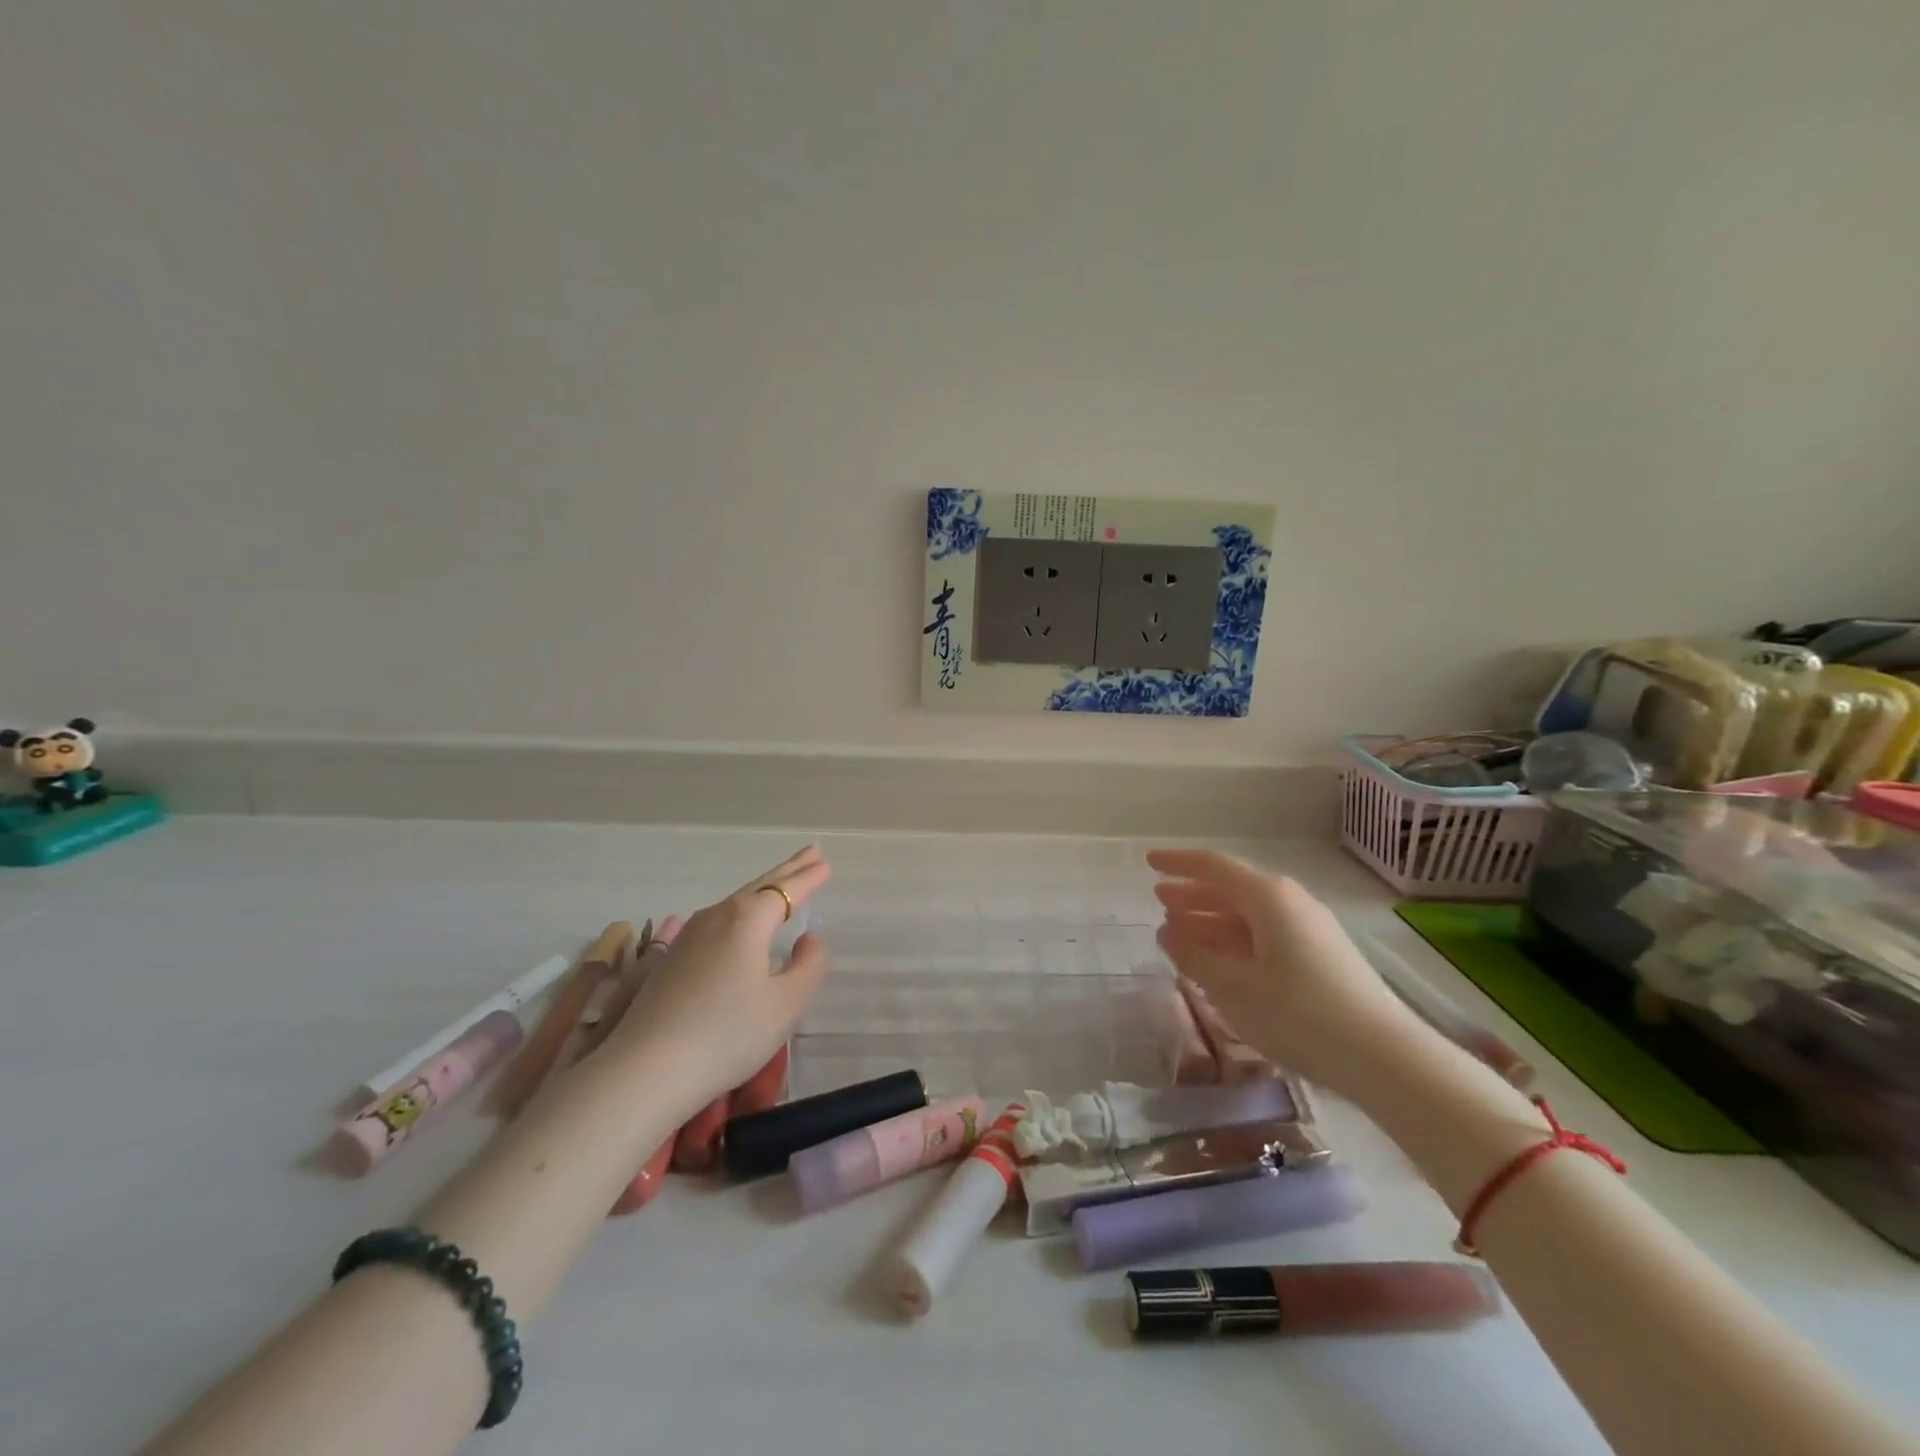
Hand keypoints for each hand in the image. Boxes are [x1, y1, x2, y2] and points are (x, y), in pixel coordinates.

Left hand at [605, 845, 830, 1108]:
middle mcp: (717, 916)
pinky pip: (718, 921)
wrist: (646, 1070)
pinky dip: (741, 912)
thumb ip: (809, 965)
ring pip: (736, 902)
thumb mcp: (786, 1004)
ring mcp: (689, 936)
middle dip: (788, 870)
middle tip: (811, 852)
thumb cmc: (728, 1034)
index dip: (809, 877)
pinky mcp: (672, 959)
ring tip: (781, 884)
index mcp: (748, 919)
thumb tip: (809, 939)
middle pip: (760, 886)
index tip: (826, 862)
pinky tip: (741, 924)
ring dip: (763, 889)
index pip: (787, 890)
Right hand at [1149, 848, 1416, 1100]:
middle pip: (1232, 889)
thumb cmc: (1298, 1013)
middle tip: (1160, 900)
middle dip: (1193, 894)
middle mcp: (1290, 902)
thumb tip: (1168, 933)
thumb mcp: (1232, 986)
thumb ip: (1194, 956)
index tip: (1149, 863)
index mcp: (1267, 897)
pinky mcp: (1323, 957)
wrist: (1384, 1057)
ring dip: (1212, 921)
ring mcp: (1311, 929)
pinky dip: (1236, 941)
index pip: (1213, 866)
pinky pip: (1267, 935)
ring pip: (1250, 915)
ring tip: (1181, 933)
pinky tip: (1222, 962)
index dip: (1178, 863)